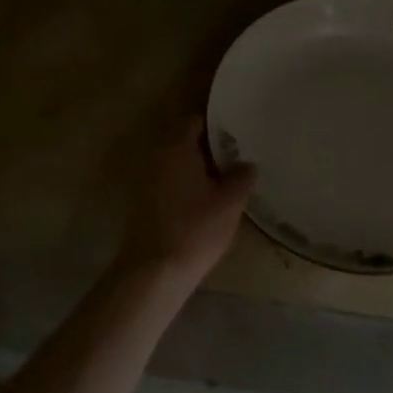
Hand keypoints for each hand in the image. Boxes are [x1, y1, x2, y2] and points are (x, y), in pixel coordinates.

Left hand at [117, 118, 257, 283]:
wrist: (155, 271)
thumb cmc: (195, 229)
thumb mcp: (230, 202)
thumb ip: (242, 176)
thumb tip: (247, 163)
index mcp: (177, 147)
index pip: (196, 120)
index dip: (218, 124)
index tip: (239, 131)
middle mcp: (158, 156)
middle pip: (186, 140)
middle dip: (211, 145)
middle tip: (238, 153)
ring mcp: (147, 179)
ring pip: (178, 161)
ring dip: (199, 165)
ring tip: (228, 175)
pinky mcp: (145, 201)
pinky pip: (171, 179)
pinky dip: (188, 181)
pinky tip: (208, 196)